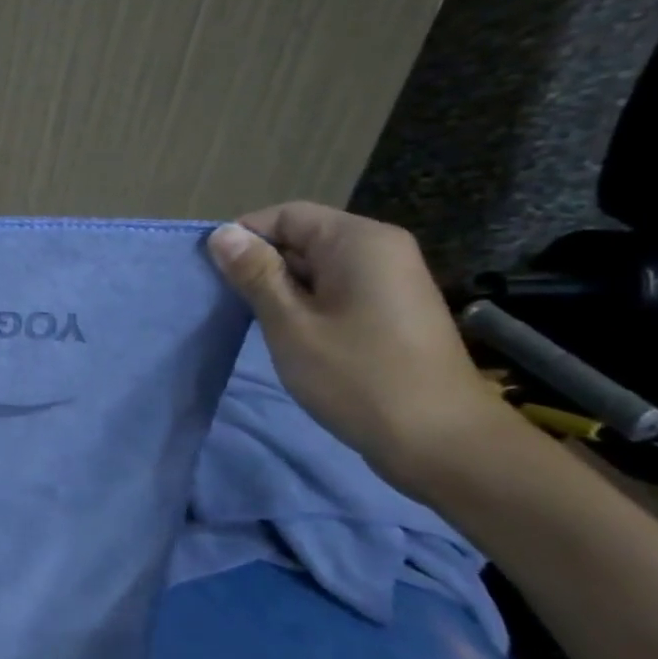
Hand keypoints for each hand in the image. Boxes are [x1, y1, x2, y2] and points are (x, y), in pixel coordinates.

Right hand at [207, 202, 508, 489]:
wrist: (442, 443)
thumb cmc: (357, 376)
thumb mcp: (290, 323)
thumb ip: (255, 274)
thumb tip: (223, 234)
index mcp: (358, 241)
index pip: (285, 215)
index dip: (244, 238)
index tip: (214, 275)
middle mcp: (380, 249)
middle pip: (303, 238)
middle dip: (262, 265)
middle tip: (228, 303)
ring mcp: (391, 281)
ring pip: (317, 267)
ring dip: (282, 289)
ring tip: (255, 322)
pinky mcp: (392, 310)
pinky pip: (337, 290)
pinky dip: (307, 305)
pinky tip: (290, 335)